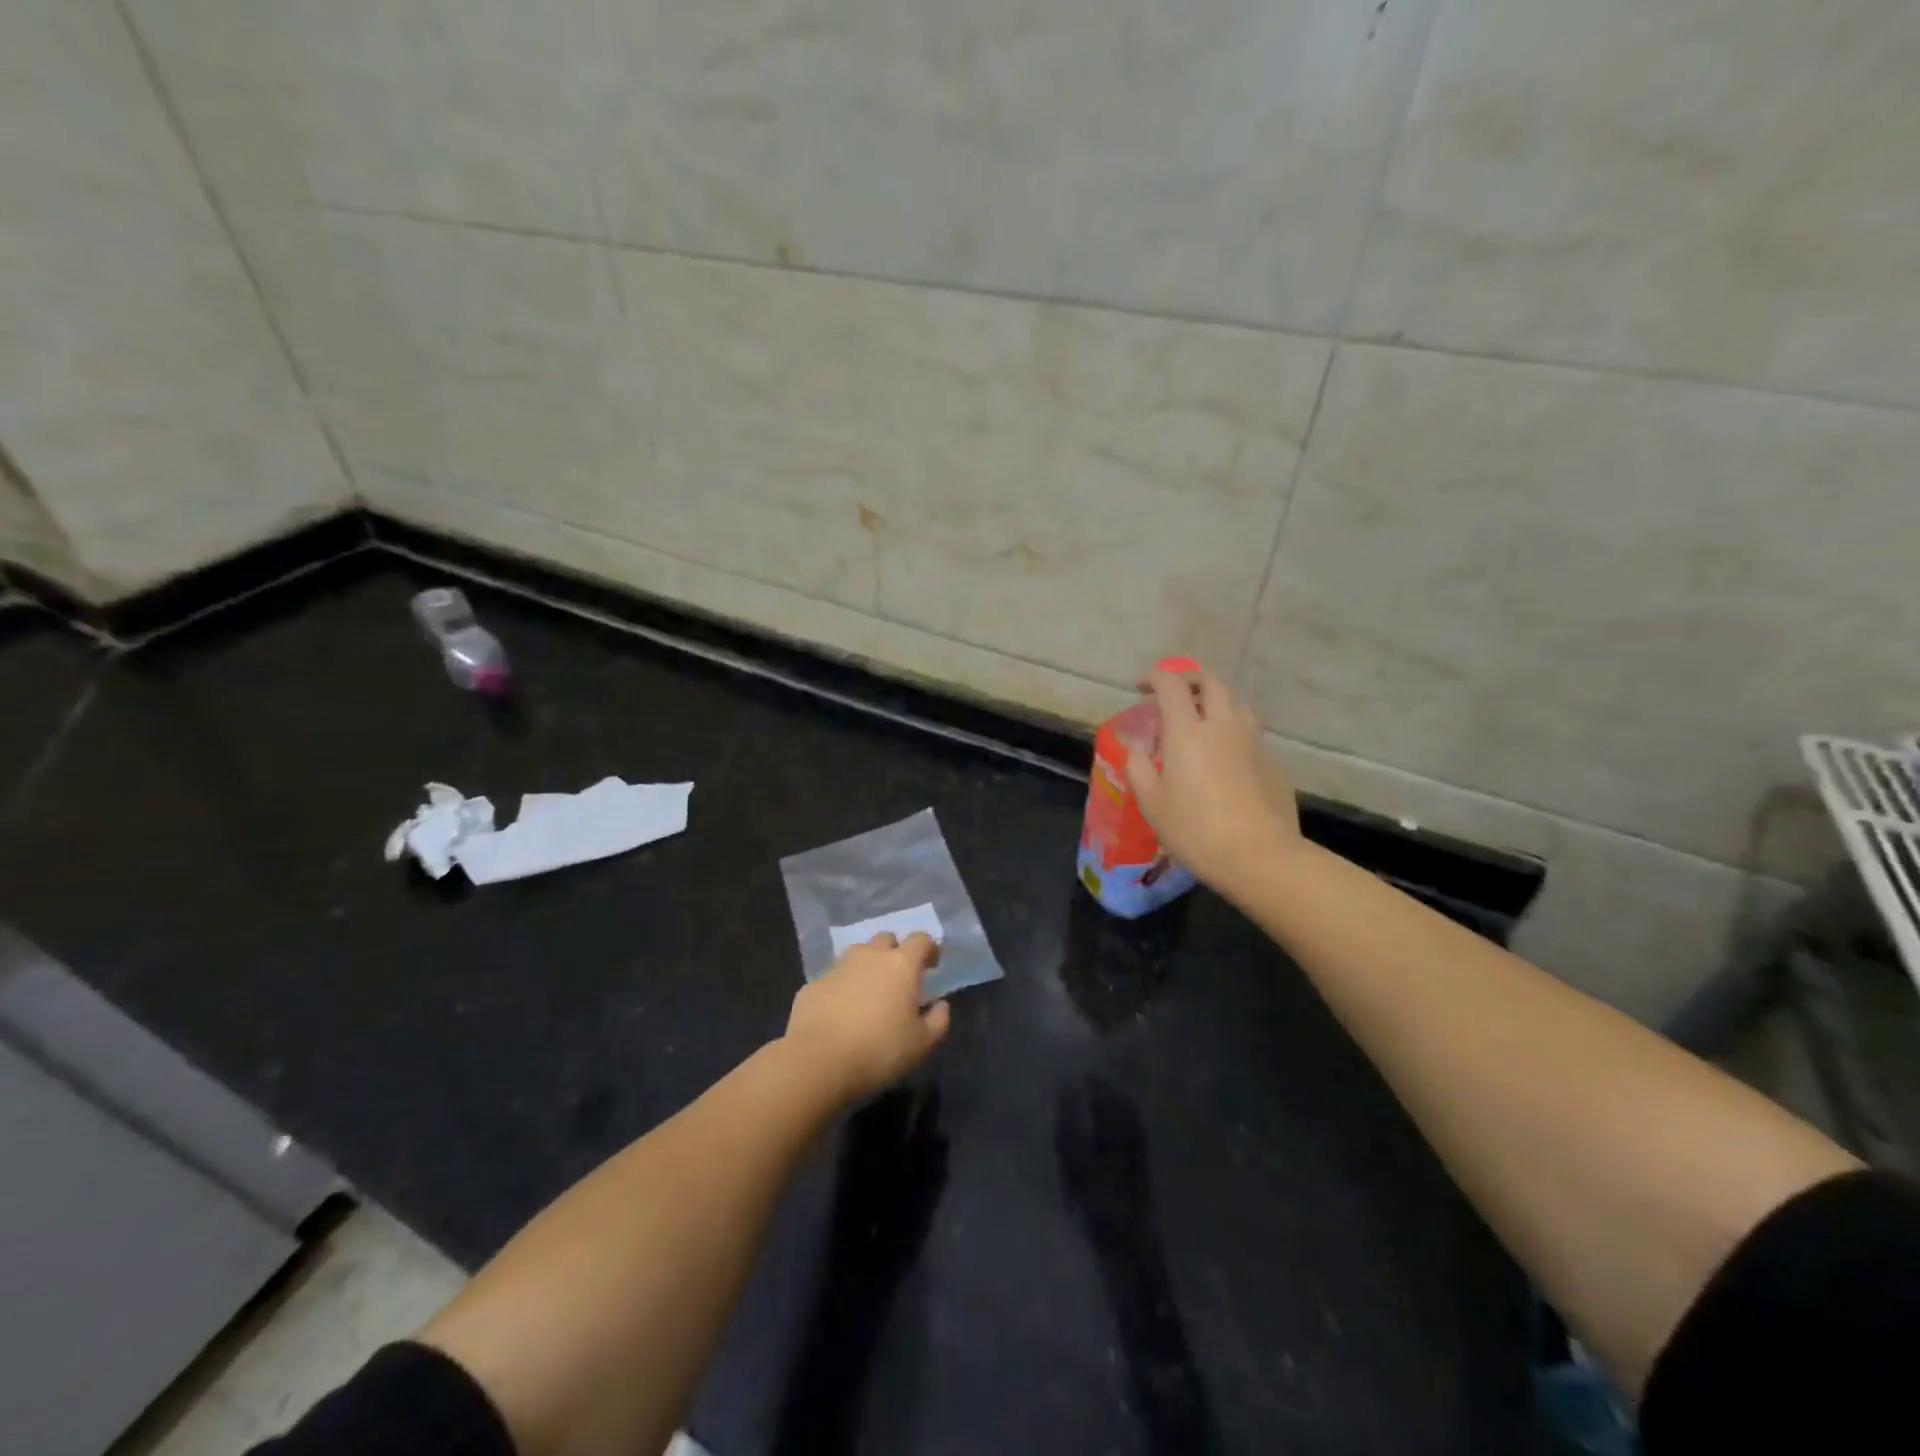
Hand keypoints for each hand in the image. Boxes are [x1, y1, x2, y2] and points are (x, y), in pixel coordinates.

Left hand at [785, 932, 950, 1102]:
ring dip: (866, 967)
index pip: (921, 940)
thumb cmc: (879, 1050)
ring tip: (868, 994)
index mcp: (901, 965)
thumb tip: (940, 1004)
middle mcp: (869, 956)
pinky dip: (841, 988)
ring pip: (857, 955)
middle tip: (898, 979)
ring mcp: (837, 968)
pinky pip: (833, 978)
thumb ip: (938, 1020)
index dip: (929, 949)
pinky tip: (840, 1014)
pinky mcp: (813, 984)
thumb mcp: (922, 1044)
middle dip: (895, 952)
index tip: (932, 965)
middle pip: (886, 939)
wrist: (818, 1062)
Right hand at [1124, 664, 1300, 895]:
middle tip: (1174, 695)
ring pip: (1237, 704)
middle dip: (1190, 680)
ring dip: (1216, 702)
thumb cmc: (1195, 829)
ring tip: (1203, 721)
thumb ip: (1138, 766)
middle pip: (1211, 683)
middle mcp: (1223, 725)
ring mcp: (1253, 742)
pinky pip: (1251, 733)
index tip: (1141, 687)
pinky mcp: (1273, 762)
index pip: (1172, 684)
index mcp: (1188, 731)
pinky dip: (1233, 732)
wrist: (1259, 856)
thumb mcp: (1151, 802)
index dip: (1155, 678)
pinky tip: (1225, 758)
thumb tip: (1137, 745)